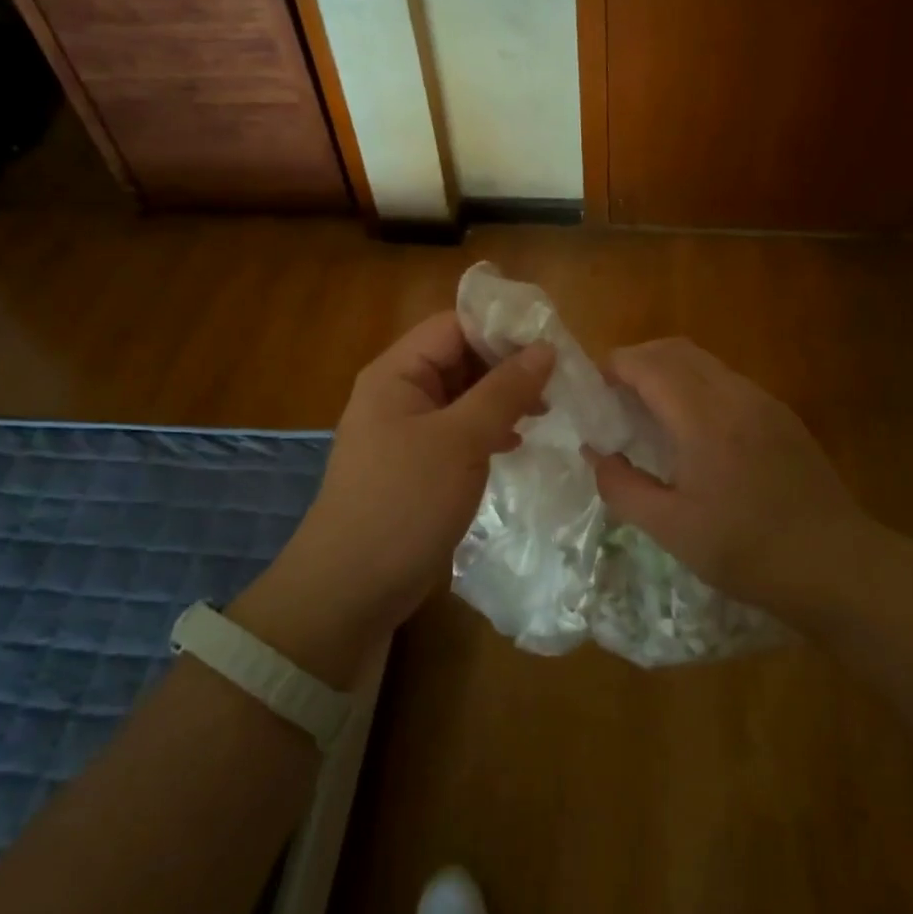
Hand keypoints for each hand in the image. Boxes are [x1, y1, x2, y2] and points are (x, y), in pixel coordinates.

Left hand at [233, 314, 552, 682]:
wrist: (352, 588)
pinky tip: (517, 442)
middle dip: (507, 365)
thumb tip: (546, 348)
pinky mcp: (418, 464)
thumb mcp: (460, 440)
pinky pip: (459, 430)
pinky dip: (489, 430)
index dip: (502, 327)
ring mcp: (408, 431)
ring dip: (503, 399)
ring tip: (547, 410)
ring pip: (463, 396)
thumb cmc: (404, 502)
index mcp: (398, 373)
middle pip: (460, 358)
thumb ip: (504, 391)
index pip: (454, 325)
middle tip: (559, 379)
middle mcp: (400, 393)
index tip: (553, 342)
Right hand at [586, 338, 869, 626]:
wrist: (838, 565)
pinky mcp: (782, 416)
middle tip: (614, 395)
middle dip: (638, 360)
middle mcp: (735, 395)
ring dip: (669, 371)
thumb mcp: (672, 530)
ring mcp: (764, 402)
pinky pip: (728, 381)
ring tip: (649, 411)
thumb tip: (596, 455)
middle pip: (676, 350)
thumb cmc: (749, 551)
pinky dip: (696, 385)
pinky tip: (693, 429)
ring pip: (705, 362)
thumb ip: (623, 488)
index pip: (649, 365)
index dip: (614, 366)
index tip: (592, 388)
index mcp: (704, 418)